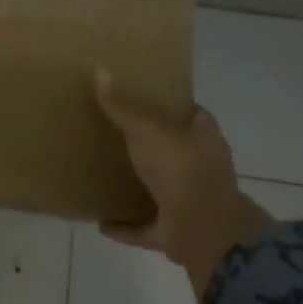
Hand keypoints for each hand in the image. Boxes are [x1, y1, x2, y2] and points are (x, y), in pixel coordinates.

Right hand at [92, 69, 275, 289]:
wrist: (204, 233)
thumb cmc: (181, 168)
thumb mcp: (146, 129)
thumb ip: (122, 106)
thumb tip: (99, 70)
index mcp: (204, 137)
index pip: (191, 112)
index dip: (169, 103)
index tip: (140, 96)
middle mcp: (201, 167)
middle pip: (173, 149)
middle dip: (150, 145)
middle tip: (113, 130)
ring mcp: (190, 202)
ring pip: (161, 188)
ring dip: (139, 185)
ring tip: (105, 172)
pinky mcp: (175, 232)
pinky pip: (145, 225)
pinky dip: (126, 225)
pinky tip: (101, 221)